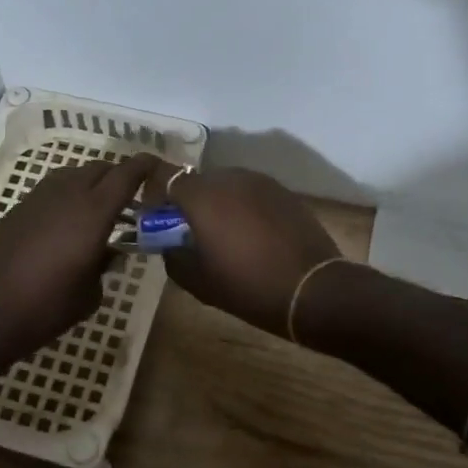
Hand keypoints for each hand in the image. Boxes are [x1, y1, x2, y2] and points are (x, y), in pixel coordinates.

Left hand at [0, 153, 156, 366]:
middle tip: (132, 197)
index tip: (158, 165)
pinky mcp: (17, 209)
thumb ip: (104, 265)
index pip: (126, 174)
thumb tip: (105, 253)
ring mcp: (38, 198)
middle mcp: (68, 194)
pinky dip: (68, 196)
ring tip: (100, 210)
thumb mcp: (89, 294)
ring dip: (92, 184)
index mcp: (93, 212)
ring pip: (74, 175)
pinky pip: (52, 190)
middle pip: (100, 168)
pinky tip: (68, 224)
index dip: (145, 166)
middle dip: (119, 176)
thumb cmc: (44, 308)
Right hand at [144, 163, 339, 335]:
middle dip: (187, 203)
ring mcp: (260, 182)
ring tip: (224, 237)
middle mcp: (229, 178)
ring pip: (225, 186)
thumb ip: (172, 256)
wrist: (312, 290)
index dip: (155, 195)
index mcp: (202, 196)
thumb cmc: (247, 286)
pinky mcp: (283, 192)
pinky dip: (243, 208)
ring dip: (217, 204)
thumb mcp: (197, 281)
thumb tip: (169, 243)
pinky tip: (252, 236)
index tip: (157, 219)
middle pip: (196, 182)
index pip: (164, 177)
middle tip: (190, 234)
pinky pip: (251, 194)